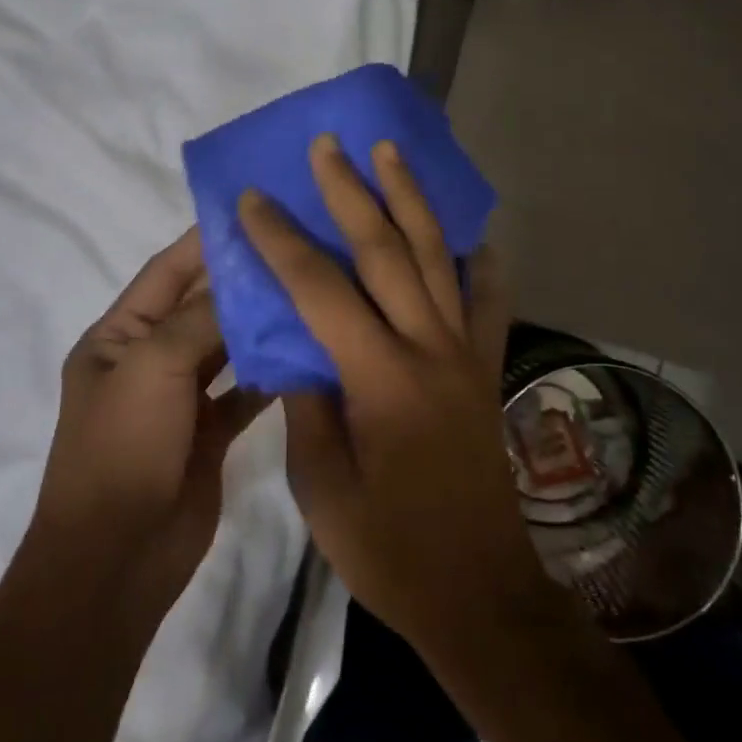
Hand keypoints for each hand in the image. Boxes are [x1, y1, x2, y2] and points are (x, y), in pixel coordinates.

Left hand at [28, 230, 268, 618]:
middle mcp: (149, 359)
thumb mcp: (153, 367)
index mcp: (118, 336)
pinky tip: (305, 353)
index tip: (252, 210)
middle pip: (200, 306)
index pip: (166, 271)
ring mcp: (180, 398)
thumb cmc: (122, 448)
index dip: (204, 241)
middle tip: (295, 245)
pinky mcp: (209, 434)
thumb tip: (244, 282)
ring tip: (308, 290)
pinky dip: (269, 375)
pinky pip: (244, 392)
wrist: (117, 560)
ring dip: (258, 325)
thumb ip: (201, 318)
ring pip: (226, 347)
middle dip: (241, 280)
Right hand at [237, 135, 556, 650]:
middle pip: (386, 249)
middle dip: (351, 191)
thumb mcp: (322, 488)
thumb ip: (308, 406)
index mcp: (379, 378)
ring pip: (438, 256)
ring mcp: (465, 353)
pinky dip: (479, 262)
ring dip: (410, 199)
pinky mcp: (486, 368)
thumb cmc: (390, 550)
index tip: (254, 199)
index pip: (320, 288)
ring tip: (390, 153)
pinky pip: (487, 300)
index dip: (283, 239)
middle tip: (328, 146)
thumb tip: (298, 351)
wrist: (479, 595)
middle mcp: (428, 348)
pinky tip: (473, 236)